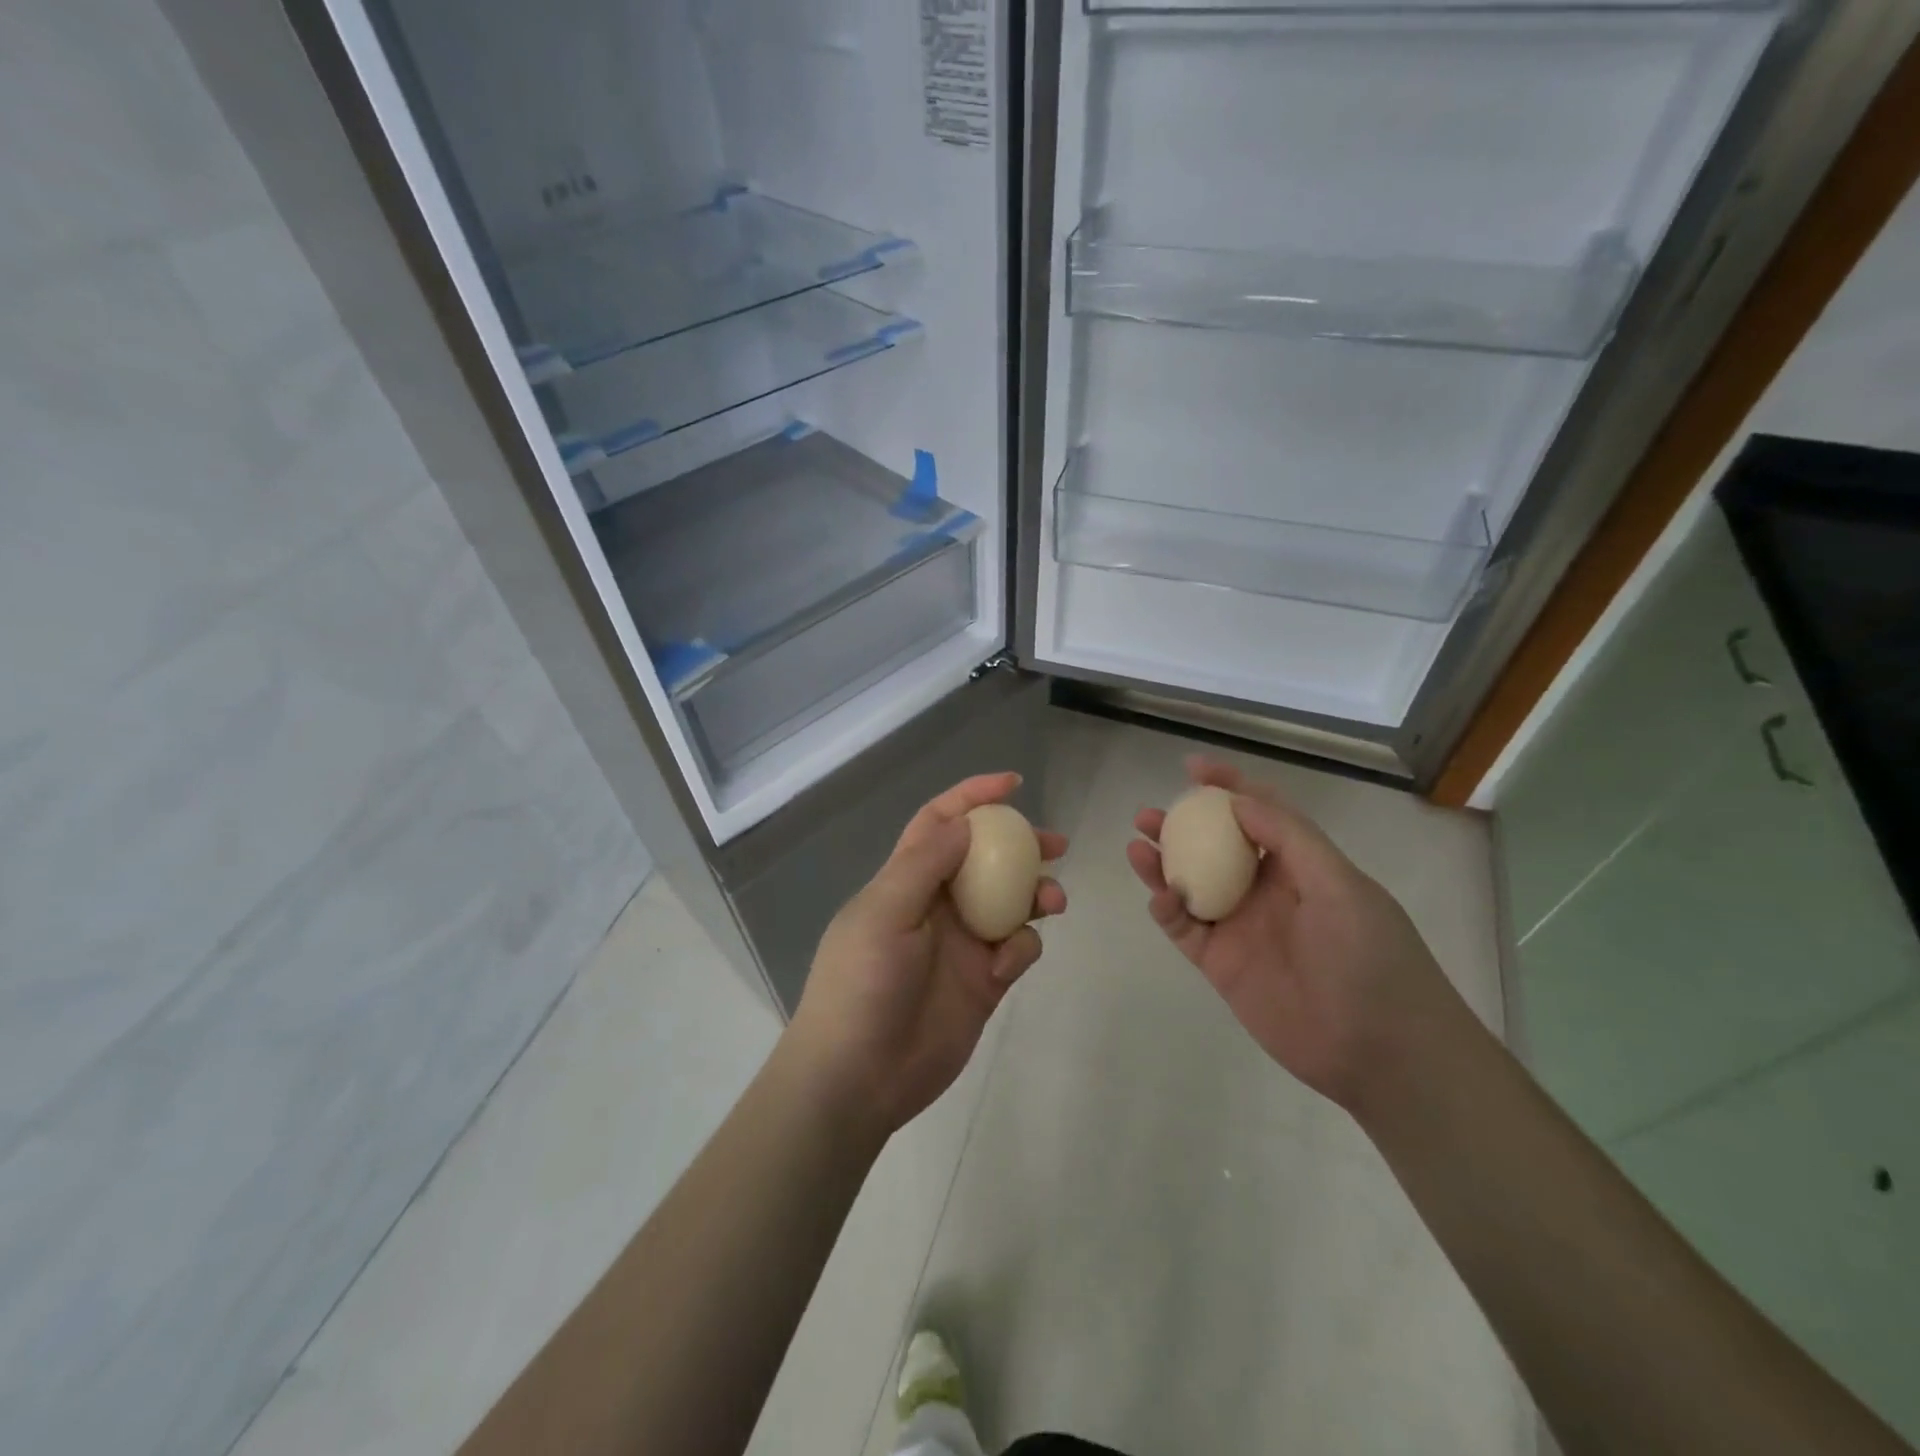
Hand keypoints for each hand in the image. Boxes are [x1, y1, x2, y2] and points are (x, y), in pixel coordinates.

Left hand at [786, 773, 1067, 1139]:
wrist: (859, 1075)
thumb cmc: (861, 983)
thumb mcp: (885, 912)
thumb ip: (925, 863)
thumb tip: (964, 821)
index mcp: (906, 879)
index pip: (940, 823)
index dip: (972, 796)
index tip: (1012, 784)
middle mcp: (938, 904)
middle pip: (986, 859)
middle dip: (1020, 845)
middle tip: (1056, 844)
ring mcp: (963, 943)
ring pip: (1011, 902)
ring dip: (1035, 895)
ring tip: (1052, 902)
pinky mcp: (984, 981)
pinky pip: (1016, 948)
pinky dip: (1021, 948)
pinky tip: (1005, 966)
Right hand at [1127, 757, 1456, 1110]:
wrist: (1381, 1052)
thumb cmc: (1371, 957)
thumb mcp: (1340, 884)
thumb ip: (1290, 838)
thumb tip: (1238, 800)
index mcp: (1301, 865)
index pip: (1259, 813)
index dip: (1227, 786)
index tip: (1193, 768)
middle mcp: (1266, 890)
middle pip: (1214, 847)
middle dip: (1182, 826)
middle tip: (1148, 816)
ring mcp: (1241, 927)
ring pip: (1191, 884)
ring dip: (1163, 864)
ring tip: (1137, 845)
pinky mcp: (1221, 964)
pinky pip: (1185, 928)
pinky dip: (1167, 909)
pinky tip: (1159, 896)